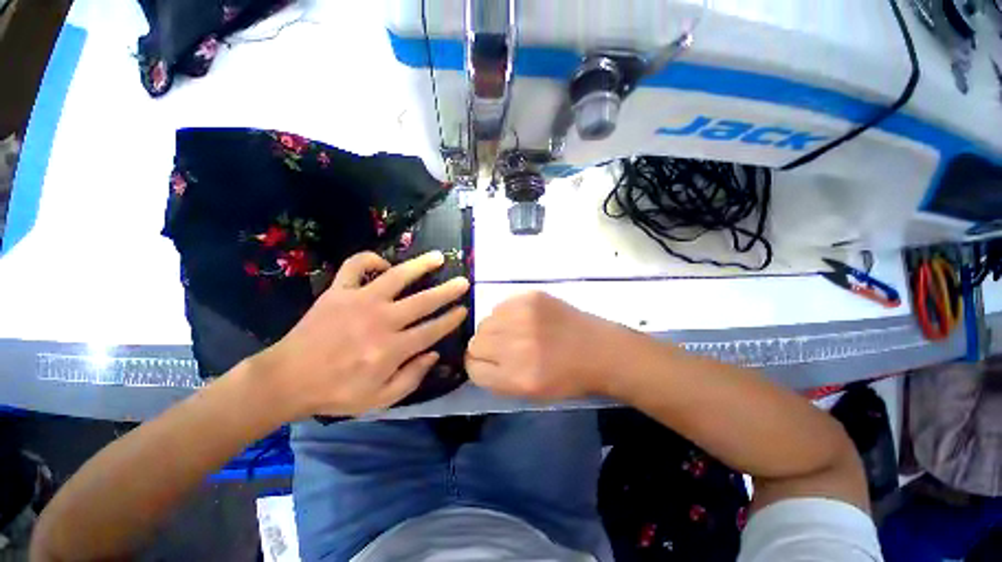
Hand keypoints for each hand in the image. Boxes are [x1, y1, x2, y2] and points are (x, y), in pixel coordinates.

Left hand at [257, 250, 468, 417]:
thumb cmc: (336, 392)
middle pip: (424, 301)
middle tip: (463, 282)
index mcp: (392, 349)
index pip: (432, 330)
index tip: (464, 309)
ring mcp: (359, 301)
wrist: (286, 380)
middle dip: (448, 291)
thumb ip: (412, 378)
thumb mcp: (379, 400)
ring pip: (397, 276)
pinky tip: (383, 263)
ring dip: (421, 265)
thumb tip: (434, 354)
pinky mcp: (338, 291)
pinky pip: (355, 266)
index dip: (451, 319)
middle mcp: (381, 321)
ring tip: (438, 257)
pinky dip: (370, 259)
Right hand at [465, 291, 625, 399]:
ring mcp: (522, 317)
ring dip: (496, 328)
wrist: (601, 350)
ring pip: (486, 321)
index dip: (479, 365)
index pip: (472, 367)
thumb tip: (475, 358)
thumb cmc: (567, 377)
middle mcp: (514, 345)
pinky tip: (527, 319)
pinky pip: (502, 305)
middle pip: (475, 342)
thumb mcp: (530, 393)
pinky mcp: (531, 297)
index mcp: (514, 377)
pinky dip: (508, 313)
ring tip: (518, 331)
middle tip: (506, 347)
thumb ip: (497, 378)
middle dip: (486, 347)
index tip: (489, 362)